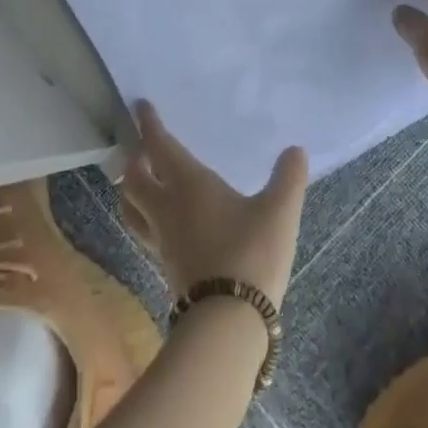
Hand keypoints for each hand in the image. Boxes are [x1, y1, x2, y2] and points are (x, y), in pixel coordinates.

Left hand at [118, 101, 307, 307]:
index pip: (159, 146)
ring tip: (142, 182)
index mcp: (188, 185)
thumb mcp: (279, 211)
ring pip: (131, 207)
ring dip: (131, 190)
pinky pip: (144, 231)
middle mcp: (166, 208)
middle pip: (134, 178)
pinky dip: (144, 216)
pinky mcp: (165, 266)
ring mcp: (162, 240)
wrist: (229, 321)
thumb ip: (288, 178)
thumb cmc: (251, 254)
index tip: (140, 107)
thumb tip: (296, 150)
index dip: (148, 125)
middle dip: (135, 159)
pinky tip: (163, 222)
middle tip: (143, 149)